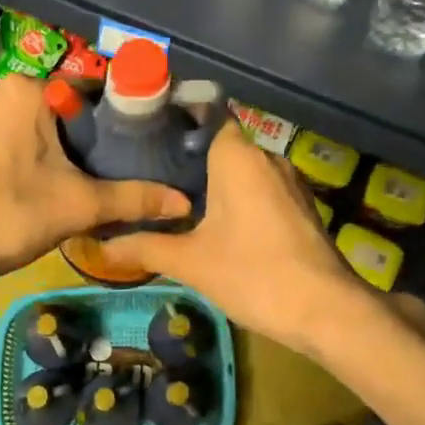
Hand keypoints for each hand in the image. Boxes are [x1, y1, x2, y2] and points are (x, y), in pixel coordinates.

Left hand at [0, 73, 189, 286]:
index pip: (79, 96)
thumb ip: (133, 198)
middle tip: (63, 177)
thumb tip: (183, 201)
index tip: (97, 158)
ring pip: (5, 118)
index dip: (93, 128)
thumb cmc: (10, 216)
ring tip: (25, 182)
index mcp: (28, 91)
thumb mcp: (79, 206)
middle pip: (41, 107)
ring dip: (17, 140)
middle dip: (53, 136)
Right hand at [96, 121, 359, 352]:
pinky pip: (262, 188)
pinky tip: (218, 222)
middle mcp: (266, 157)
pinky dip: (239, 196)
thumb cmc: (253, 273)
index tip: (148, 136)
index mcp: (237, 156)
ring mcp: (289, 181)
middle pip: (222, 144)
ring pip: (244, 169)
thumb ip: (144, 246)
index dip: (178, 122)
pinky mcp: (302, 205)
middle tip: (150, 173)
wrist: (325, 309)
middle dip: (190, 157)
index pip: (206, 115)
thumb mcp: (190, 262)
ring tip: (177, 198)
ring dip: (216, 180)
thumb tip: (98, 247)